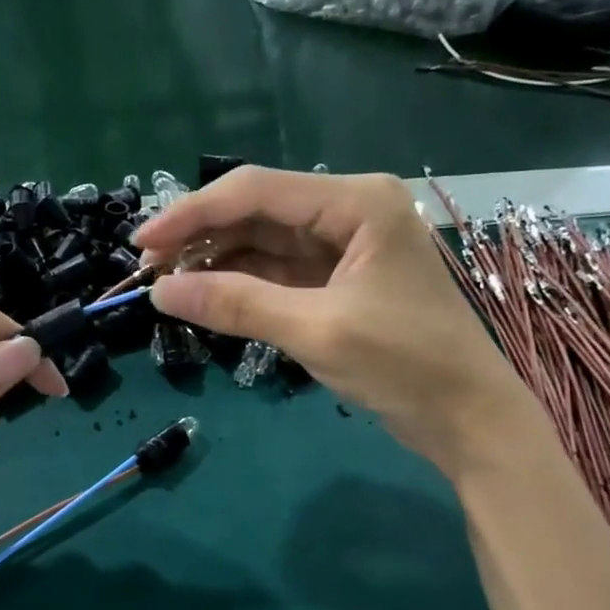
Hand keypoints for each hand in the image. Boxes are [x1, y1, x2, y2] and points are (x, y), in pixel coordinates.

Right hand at [134, 166, 527, 468]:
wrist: (468, 417)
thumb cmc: (405, 364)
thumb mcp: (316, 331)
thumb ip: (237, 304)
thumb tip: (162, 291)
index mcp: (355, 202)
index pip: (256, 192)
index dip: (191, 214)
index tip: (140, 243)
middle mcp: (349, 212)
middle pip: (257, 213)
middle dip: (201, 239)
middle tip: (148, 270)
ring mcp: (345, 248)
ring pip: (264, 243)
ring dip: (217, 262)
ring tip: (167, 285)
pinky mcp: (340, 283)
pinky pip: (279, 273)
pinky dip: (243, 285)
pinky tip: (207, 297)